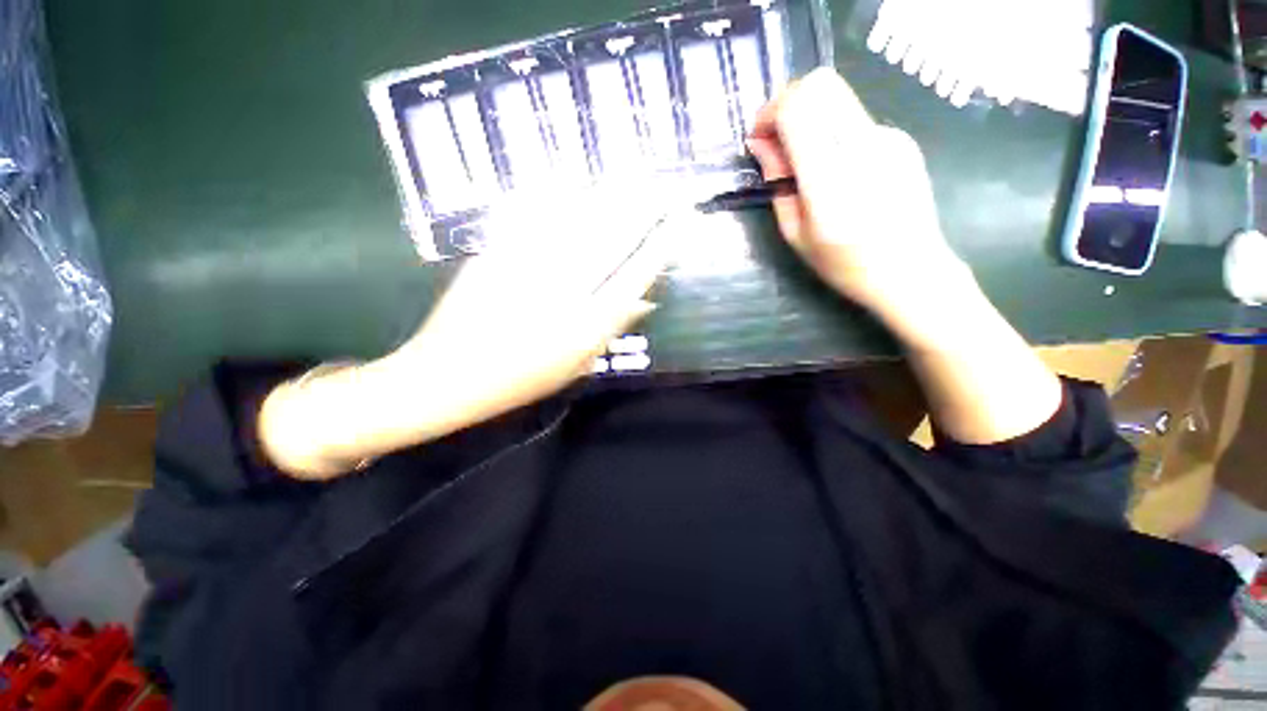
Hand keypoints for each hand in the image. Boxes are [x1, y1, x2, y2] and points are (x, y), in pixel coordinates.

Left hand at [389, 183, 668, 433]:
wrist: (447, 375)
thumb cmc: (519, 381)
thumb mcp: (575, 367)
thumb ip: (610, 330)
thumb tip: (645, 301)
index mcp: (584, 325)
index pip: (635, 275)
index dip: (661, 244)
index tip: (681, 220)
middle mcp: (562, 290)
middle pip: (611, 240)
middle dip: (643, 209)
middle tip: (666, 186)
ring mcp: (527, 267)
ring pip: (577, 221)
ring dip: (609, 197)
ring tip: (633, 177)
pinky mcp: (497, 253)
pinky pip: (534, 217)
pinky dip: (559, 197)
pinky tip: (577, 182)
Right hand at [746, 68, 973, 332]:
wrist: (910, 271)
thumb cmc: (844, 264)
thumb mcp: (796, 234)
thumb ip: (778, 183)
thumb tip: (760, 145)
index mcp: (830, 180)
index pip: (798, 109)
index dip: (770, 113)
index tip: (759, 138)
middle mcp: (863, 147)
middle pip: (820, 85)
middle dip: (788, 103)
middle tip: (776, 139)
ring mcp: (888, 138)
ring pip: (837, 98)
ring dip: (810, 118)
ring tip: (804, 161)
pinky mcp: (900, 139)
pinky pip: (854, 120)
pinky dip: (832, 132)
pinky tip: (834, 168)